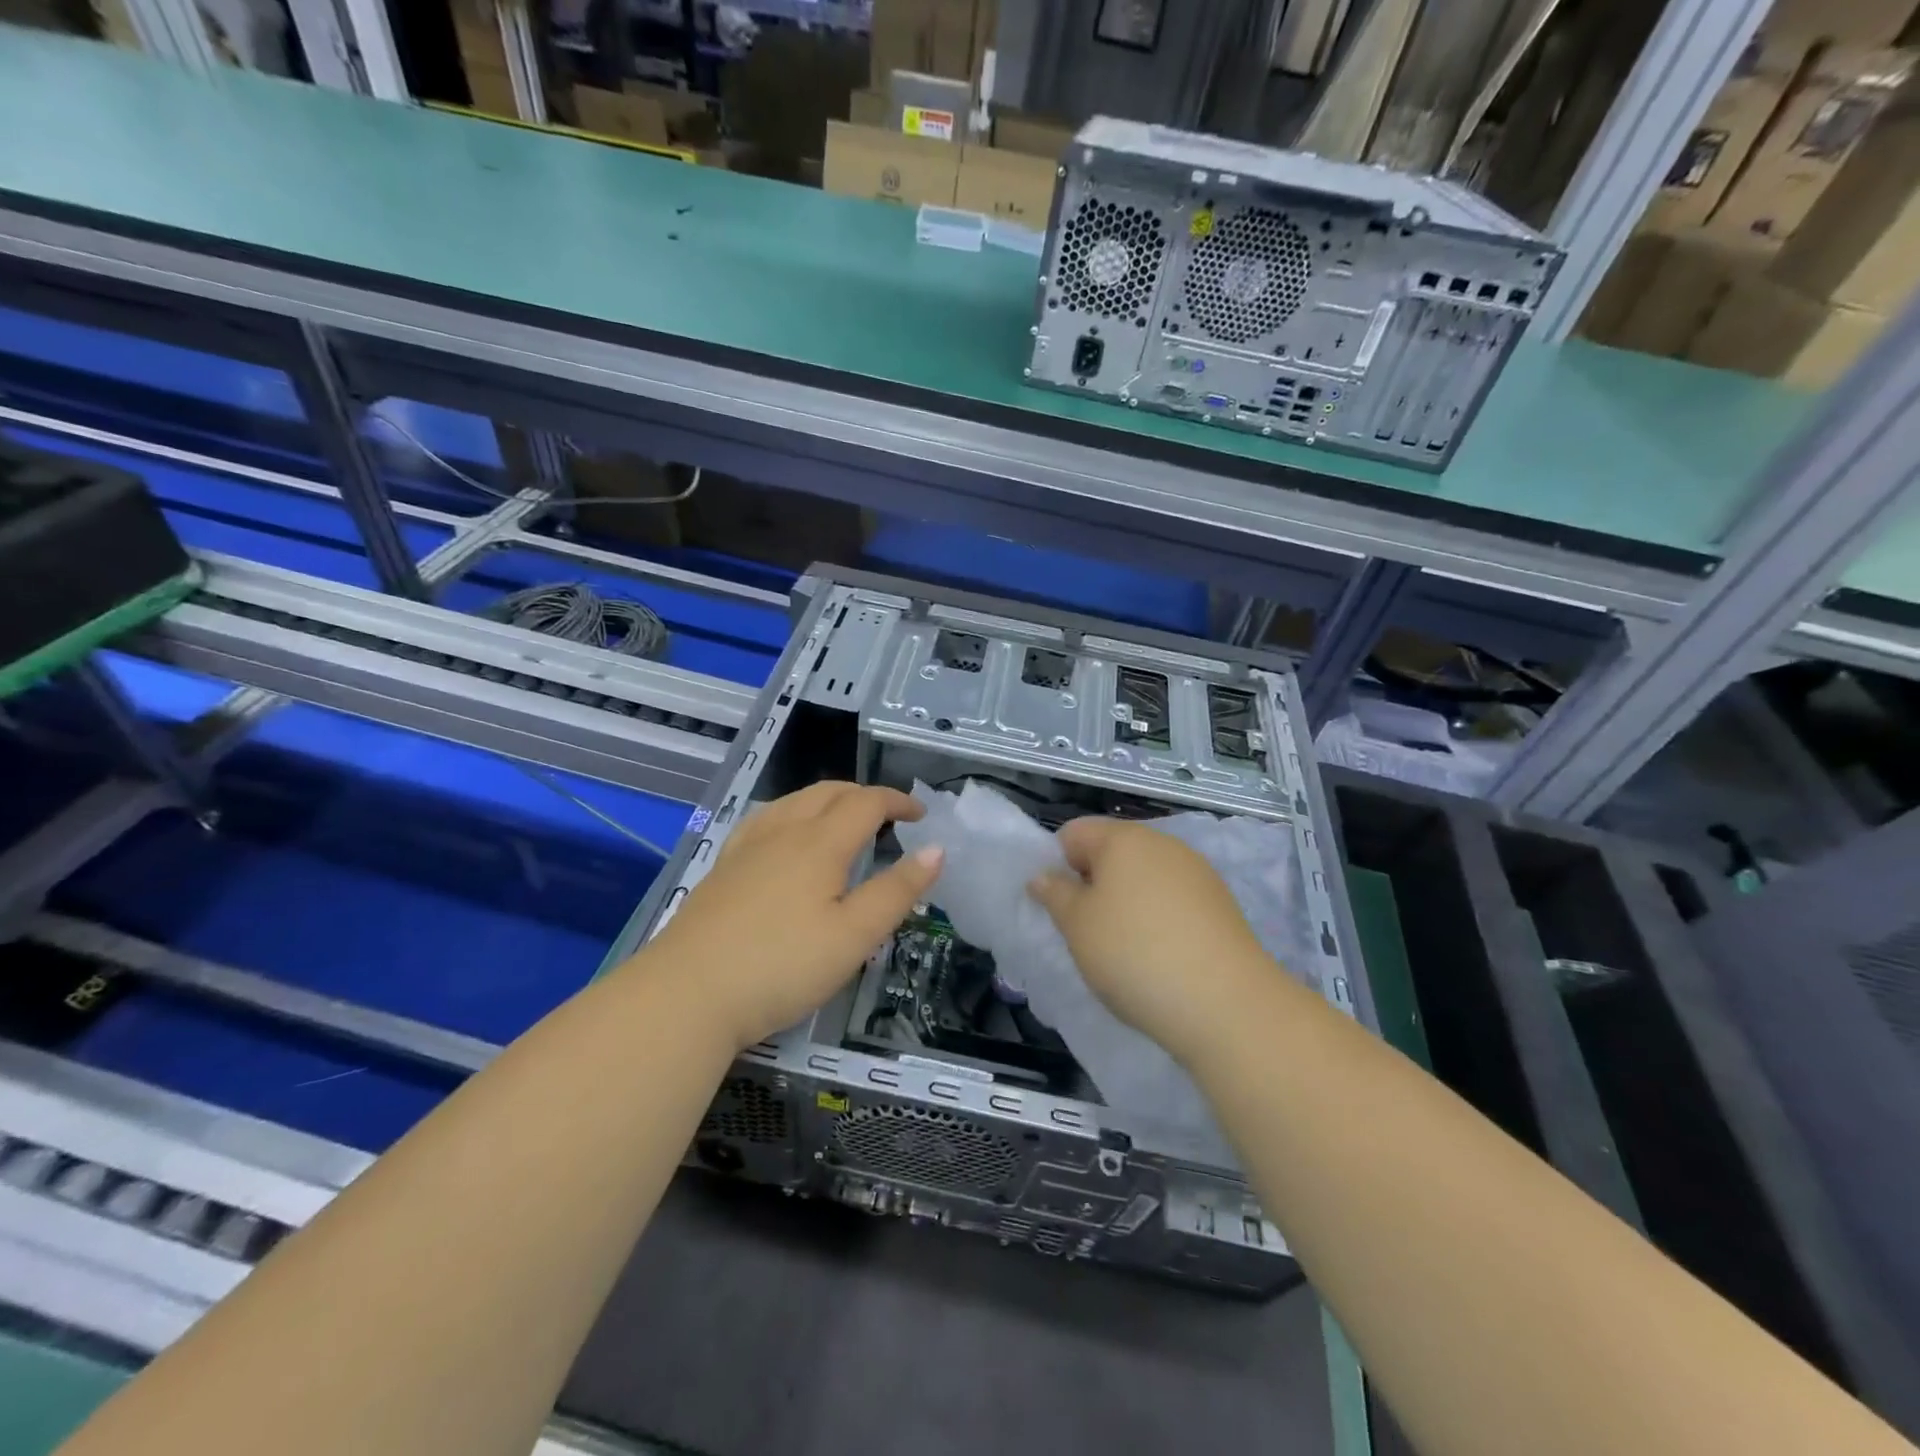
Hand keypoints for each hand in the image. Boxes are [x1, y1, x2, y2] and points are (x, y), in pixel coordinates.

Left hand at [635, 782, 943, 1048]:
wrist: (687, 994)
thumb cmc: (782, 966)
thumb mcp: (854, 936)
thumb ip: (897, 891)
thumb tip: (936, 850)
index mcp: (820, 843)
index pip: (866, 803)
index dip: (897, 801)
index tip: (921, 814)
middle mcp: (783, 832)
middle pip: (828, 792)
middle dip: (864, 795)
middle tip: (888, 816)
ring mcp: (746, 847)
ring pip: (793, 801)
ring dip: (827, 800)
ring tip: (843, 820)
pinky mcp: (722, 868)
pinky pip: (765, 819)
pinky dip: (792, 813)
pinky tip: (785, 837)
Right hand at [1029, 817, 1272, 1066]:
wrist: (1225, 1004)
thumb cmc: (1134, 954)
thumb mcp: (1077, 926)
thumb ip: (1055, 894)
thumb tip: (1044, 875)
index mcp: (1123, 838)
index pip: (1074, 833)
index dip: (1058, 865)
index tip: (1060, 906)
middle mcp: (1163, 843)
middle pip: (1113, 852)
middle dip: (1094, 884)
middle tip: (1087, 931)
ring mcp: (1197, 872)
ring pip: (1144, 877)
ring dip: (1127, 903)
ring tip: (1125, 950)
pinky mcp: (1221, 904)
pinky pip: (1173, 900)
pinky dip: (1158, 919)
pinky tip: (1160, 957)